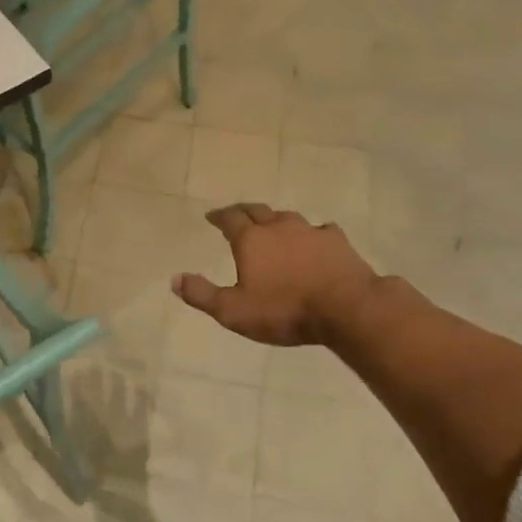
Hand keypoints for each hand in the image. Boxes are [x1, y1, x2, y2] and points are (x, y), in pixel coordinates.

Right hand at [172, 204, 396, 346]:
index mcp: (251, 240)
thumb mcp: (233, 311)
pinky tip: (315, 239)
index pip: (230, 219)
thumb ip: (202, 295)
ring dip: (275, 220)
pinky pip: (320, 230)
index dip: (219, 217)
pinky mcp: (337, 241)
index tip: (212, 217)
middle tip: (236, 215)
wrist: (346, 308)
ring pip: (287, 217)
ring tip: (272, 226)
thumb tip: (174, 279)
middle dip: (243, 212)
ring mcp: (310, 231)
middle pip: (257, 211)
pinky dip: (311, 234)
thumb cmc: (284, 310)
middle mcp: (279, 227)